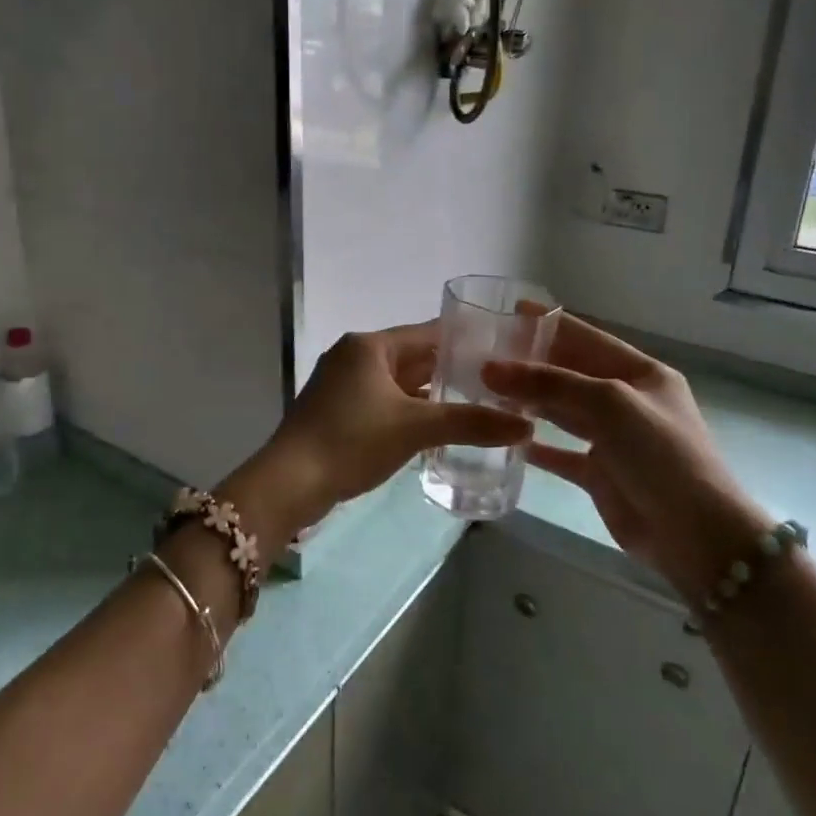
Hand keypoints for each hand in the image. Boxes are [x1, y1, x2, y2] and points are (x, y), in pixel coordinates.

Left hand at [220, 323, 530, 546]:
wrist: (289, 482)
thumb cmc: (352, 441)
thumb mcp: (416, 428)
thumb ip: (471, 423)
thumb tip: (526, 426)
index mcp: (370, 346)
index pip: (428, 333)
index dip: (466, 342)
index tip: (503, 353)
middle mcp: (354, 356)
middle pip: (414, 357)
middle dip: (452, 371)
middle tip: (497, 384)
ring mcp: (342, 384)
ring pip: (398, 382)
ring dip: (431, 394)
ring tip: (476, 406)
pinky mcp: (337, 411)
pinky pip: (384, 402)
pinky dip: (409, 411)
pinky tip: (436, 428)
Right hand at [481, 316, 768, 605]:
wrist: (697, 536)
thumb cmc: (660, 454)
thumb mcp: (609, 404)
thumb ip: (550, 383)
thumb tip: (490, 368)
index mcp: (641, 374)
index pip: (587, 337)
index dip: (550, 323)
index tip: (509, 311)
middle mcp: (627, 401)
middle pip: (571, 373)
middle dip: (532, 362)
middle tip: (484, 353)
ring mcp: (614, 439)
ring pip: (562, 411)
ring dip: (528, 400)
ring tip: (485, 388)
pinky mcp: (601, 474)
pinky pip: (560, 452)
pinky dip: (535, 444)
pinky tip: (504, 436)